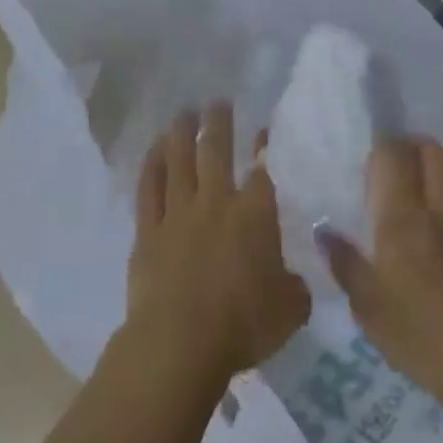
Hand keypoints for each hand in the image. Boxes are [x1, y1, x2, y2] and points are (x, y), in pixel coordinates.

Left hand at [125, 104, 310, 392]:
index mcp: (254, 215)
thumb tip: (292, 280)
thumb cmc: (243, 325)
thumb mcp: (290, 310)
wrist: (180, 341)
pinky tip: (154, 149)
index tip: (263, 130)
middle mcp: (215, 202)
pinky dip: (152, 164)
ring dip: (181, 133)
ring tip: (184, 112)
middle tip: (217, 101)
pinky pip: (149, 188)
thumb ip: (294, 288)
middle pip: (215, 151)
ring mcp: (178, 213)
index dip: (264, 148)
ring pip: (178, 161)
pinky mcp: (148, 230)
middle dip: (218, 123)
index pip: (262, 170)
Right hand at [322, 138, 442, 414]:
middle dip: (415, 147)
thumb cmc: (417, 337)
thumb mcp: (367, 308)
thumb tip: (323, 230)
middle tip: (400, 162)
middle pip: (433, 153)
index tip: (372, 158)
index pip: (393, 158)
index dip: (383, 147)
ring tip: (432, 177)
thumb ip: (344, 263)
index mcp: (402, 222)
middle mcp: (440, 212)